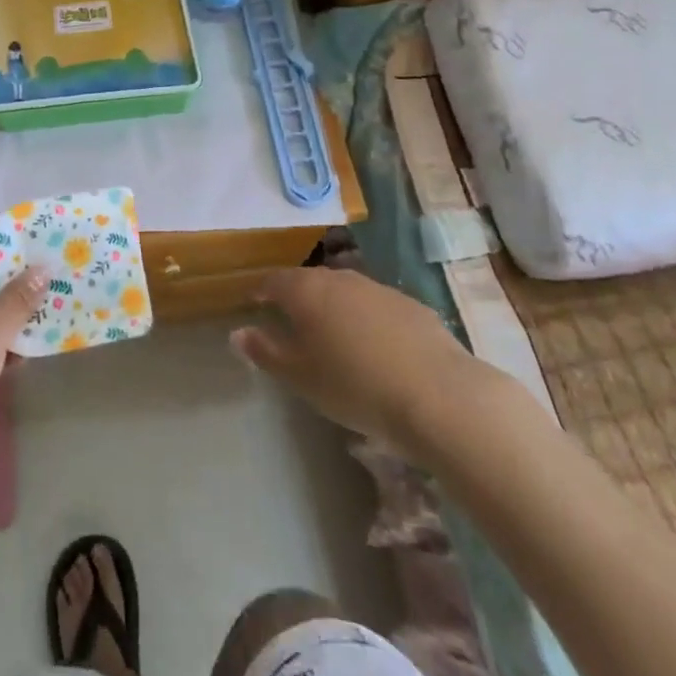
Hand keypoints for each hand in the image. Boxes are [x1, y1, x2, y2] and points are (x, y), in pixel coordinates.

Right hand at [231, 266, 496, 458]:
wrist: (438, 396)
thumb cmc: (354, 386)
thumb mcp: (300, 377)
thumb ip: (265, 352)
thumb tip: (237, 333)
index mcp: (306, 291)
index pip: (274, 281)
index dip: (262, 291)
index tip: (255, 304)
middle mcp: (340, 279)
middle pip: (310, 282)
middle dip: (299, 298)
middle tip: (293, 323)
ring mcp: (379, 288)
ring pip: (346, 292)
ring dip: (335, 307)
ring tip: (335, 337)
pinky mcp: (412, 305)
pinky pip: (377, 307)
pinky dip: (368, 320)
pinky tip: (377, 348)